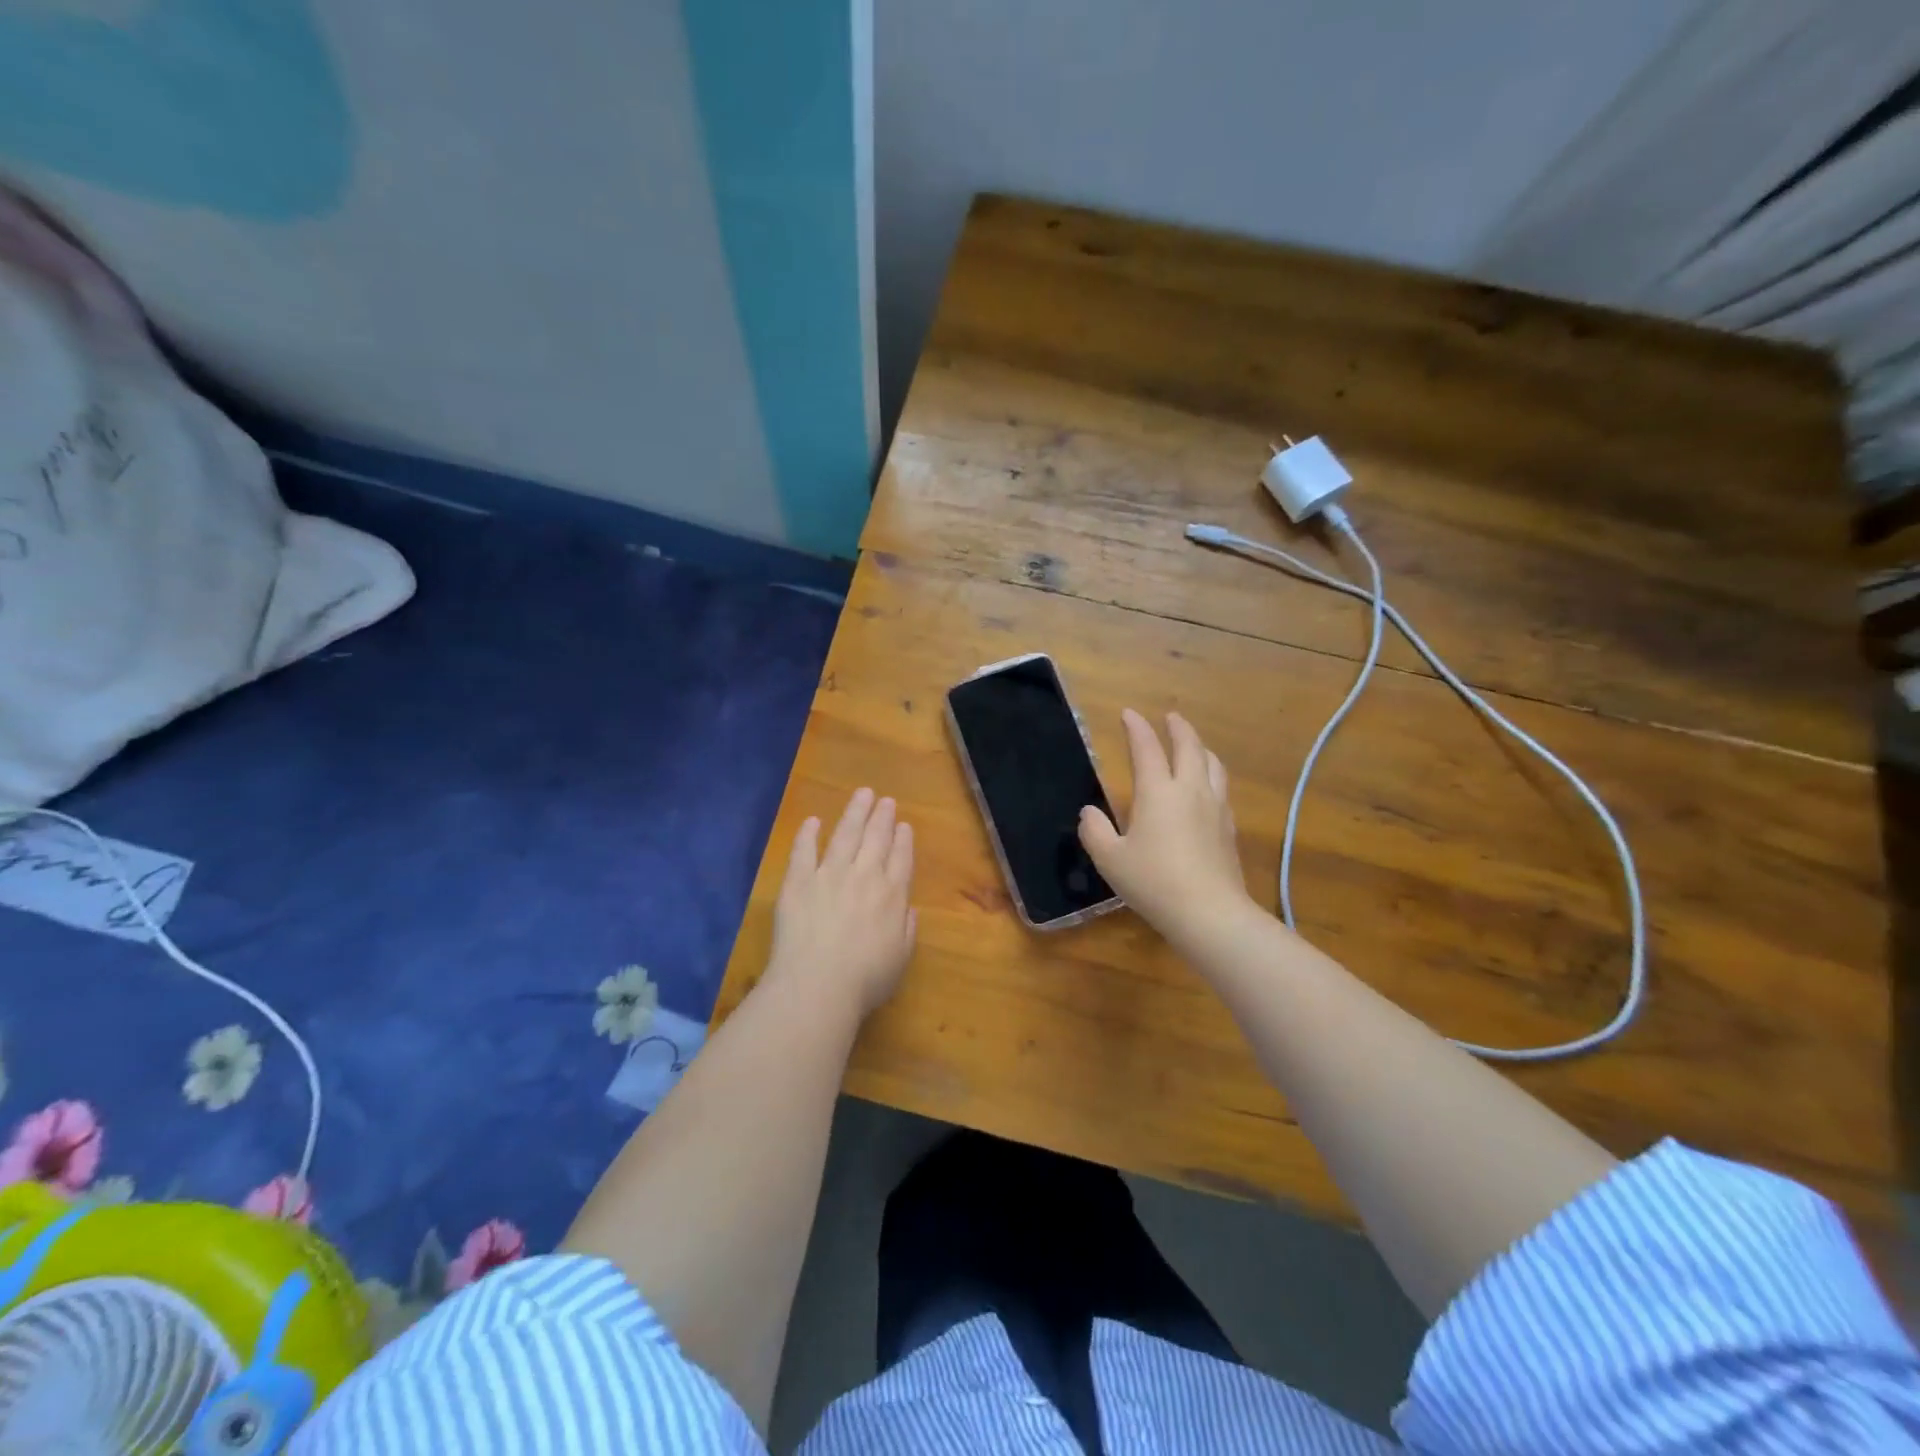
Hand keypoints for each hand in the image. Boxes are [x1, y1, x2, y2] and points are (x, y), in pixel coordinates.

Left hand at [766, 787, 916, 1016]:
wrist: (818, 984)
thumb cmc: (865, 980)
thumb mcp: (901, 959)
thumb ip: (908, 930)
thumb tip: (909, 908)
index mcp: (892, 896)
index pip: (901, 859)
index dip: (903, 840)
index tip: (904, 825)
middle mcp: (864, 876)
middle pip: (876, 839)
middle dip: (882, 817)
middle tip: (885, 800)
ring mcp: (829, 874)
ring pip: (845, 834)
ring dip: (855, 813)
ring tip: (862, 795)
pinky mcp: (798, 881)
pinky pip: (804, 850)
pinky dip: (808, 833)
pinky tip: (813, 821)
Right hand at [1079, 710, 1254, 940]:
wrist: (1209, 913)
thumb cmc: (1154, 882)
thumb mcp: (1110, 859)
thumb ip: (1095, 832)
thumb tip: (1089, 812)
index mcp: (1158, 792)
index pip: (1146, 749)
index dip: (1137, 728)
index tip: (1130, 713)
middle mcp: (1190, 790)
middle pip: (1189, 747)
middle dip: (1178, 728)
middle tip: (1171, 717)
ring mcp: (1215, 808)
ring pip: (1212, 765)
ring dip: (1200, 748)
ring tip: (1193, 746)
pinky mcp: (1229, 828)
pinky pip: (1221, 788)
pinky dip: (1211, 775)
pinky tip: (1207, 787)